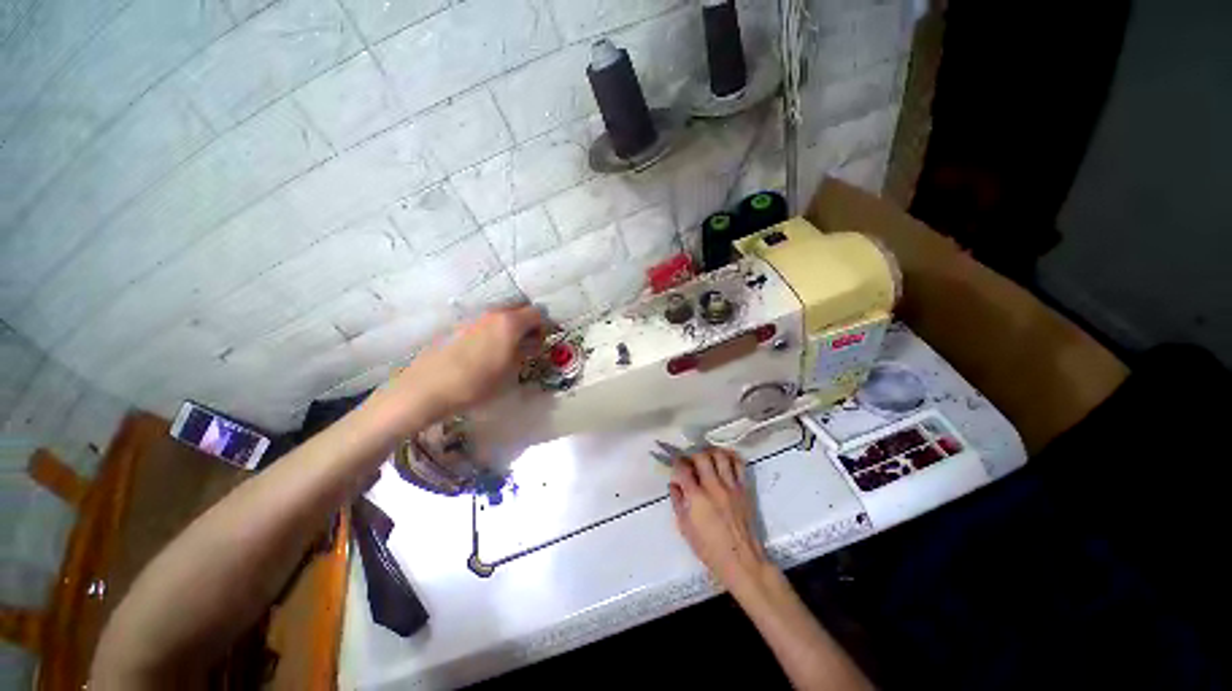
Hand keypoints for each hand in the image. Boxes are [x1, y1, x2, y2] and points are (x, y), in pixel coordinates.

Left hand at [389, 306, 544, 422]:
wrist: (428, 388)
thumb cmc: (477, 382)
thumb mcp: (511, 371)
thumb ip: (525, 351)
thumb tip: (532, 342)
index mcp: (510, 322)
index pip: (537, 313)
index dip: (543, 327)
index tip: (540, 344)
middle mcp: (493, 313)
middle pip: (519, 309)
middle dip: (527, 324)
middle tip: (526, 345)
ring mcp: (473, 317)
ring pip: (501, 315)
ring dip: (509, 327)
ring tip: (506, 350)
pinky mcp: (458, 326)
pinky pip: (484, 323)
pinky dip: (492, 331)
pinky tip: (485, 352)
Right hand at [669, 448, 772, 593]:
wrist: (742, 560)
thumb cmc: (709, 549)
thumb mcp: (685, 528)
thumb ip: (677, 502)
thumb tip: (674, 483)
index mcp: (696, 498)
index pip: (683, 469)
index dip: (677, 461)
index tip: (675, 461)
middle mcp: (713, 487)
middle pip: (701, 457)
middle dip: (692, 454)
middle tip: (690, 459)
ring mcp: (731, 486)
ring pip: (721, 456)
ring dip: (710, 452)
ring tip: (706, 456)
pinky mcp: (744, 489)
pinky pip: (739, 465)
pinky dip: (730, 457)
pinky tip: (724, 458)